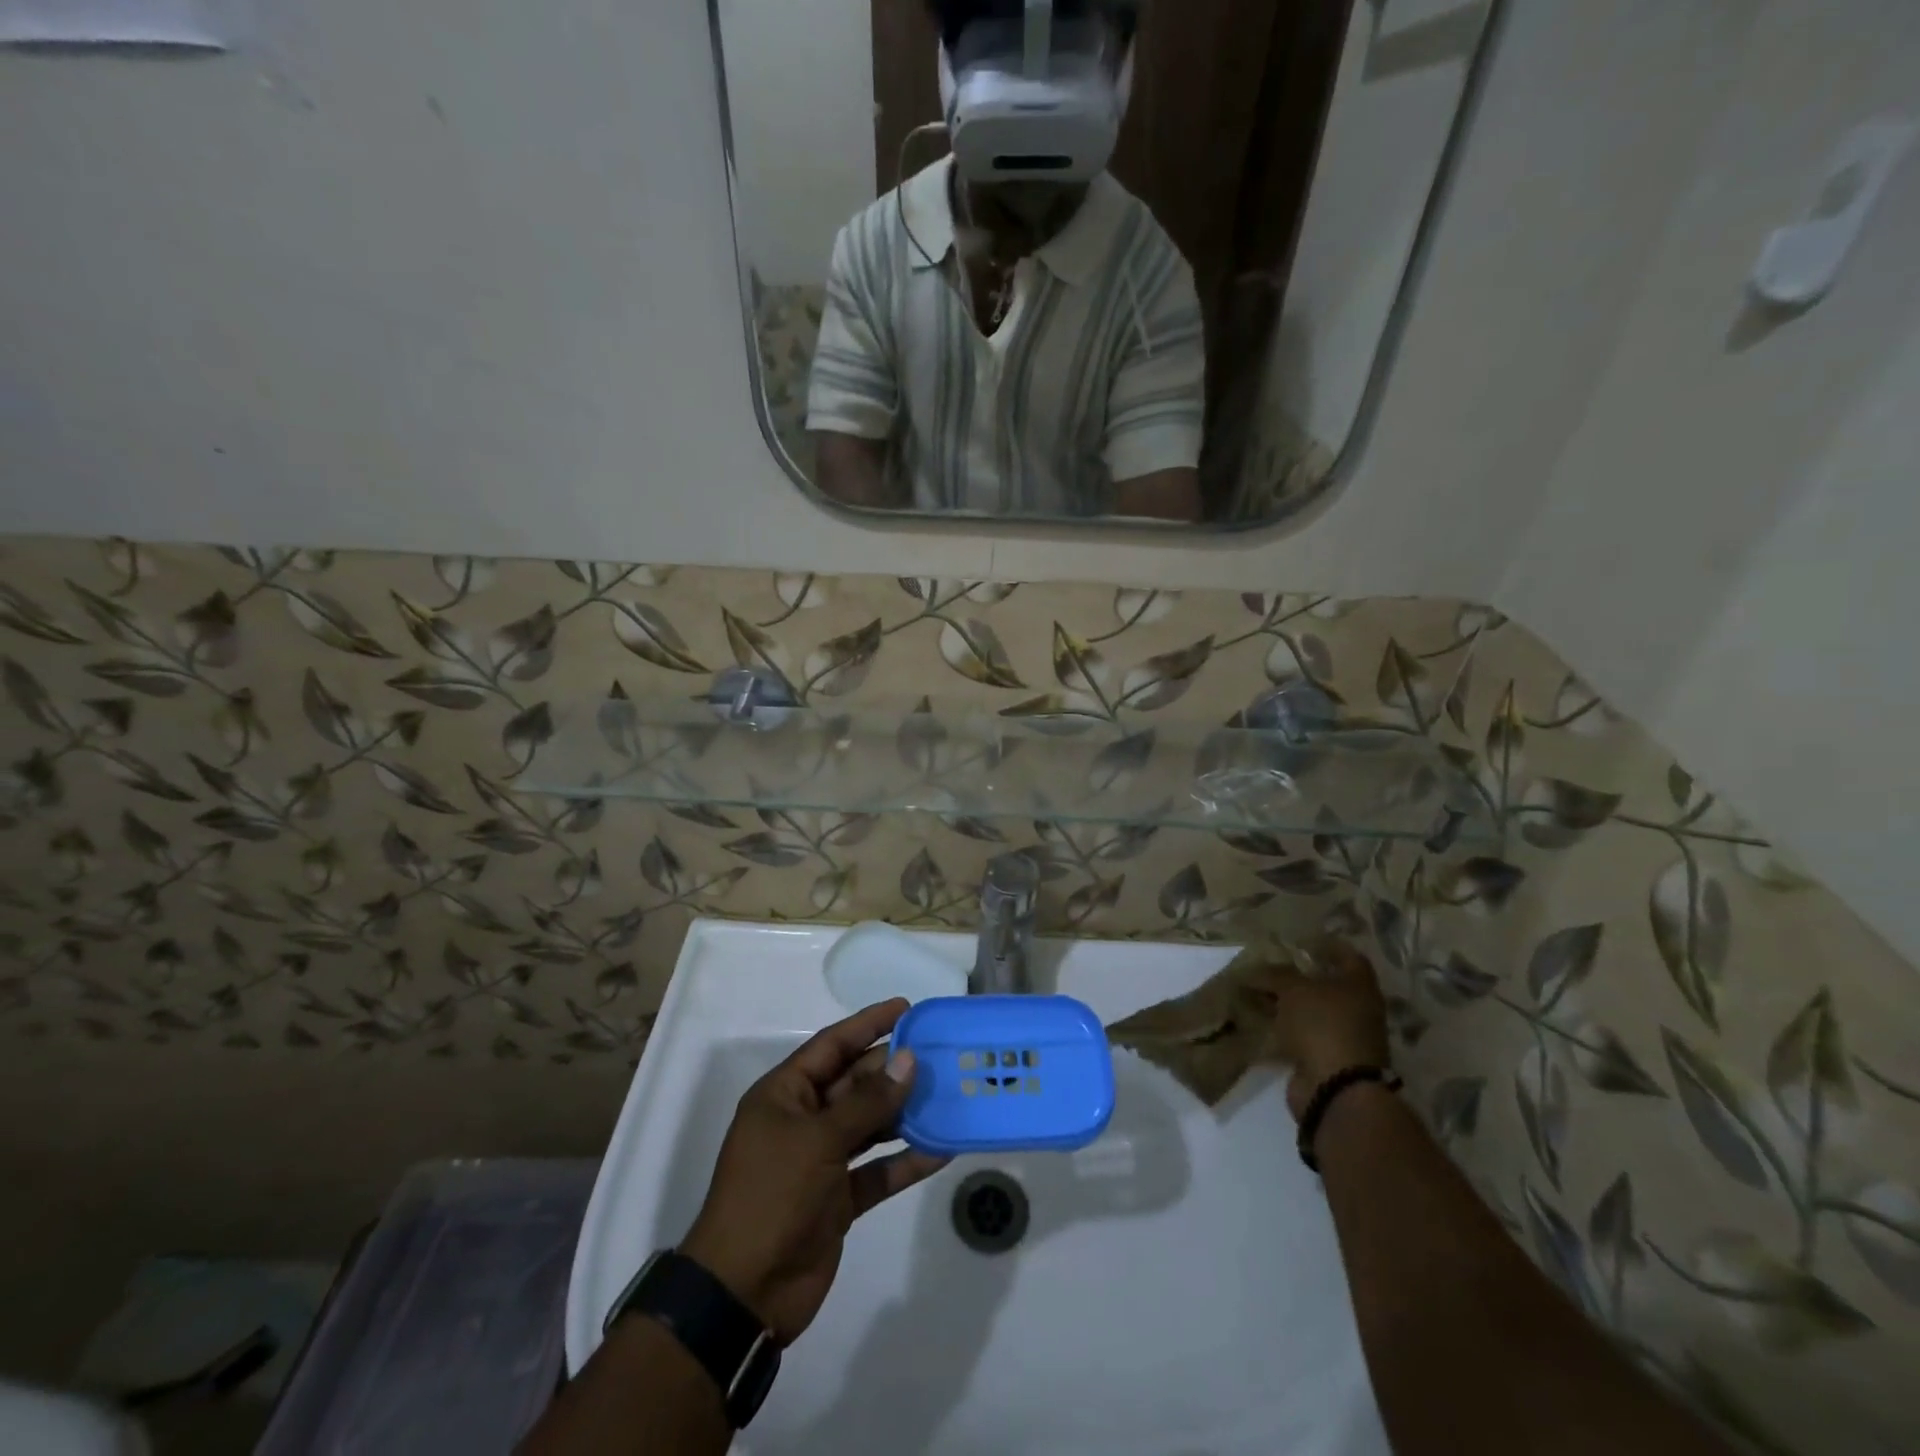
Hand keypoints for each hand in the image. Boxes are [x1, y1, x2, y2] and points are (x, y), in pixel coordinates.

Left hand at [680, 999, 948, 1344]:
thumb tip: (908, 1061)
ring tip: (948, 1094)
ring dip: (904, 1113)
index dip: (868, 1024)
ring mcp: (821, 1161)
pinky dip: (905, 1160)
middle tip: (939, 1054)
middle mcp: (803, 1120)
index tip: (906, 1008)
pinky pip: (878, 1170)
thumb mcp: (818, 1140)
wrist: (743, 1294)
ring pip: (870, 1125)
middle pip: (855, 1083)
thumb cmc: (772, 1196)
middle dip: (894, 1070)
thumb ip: (867, 1102)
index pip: (832, 1046)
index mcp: (785, 1095)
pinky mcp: (839, 1199)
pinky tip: (941, 1149)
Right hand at [1262, 940, 1390, 1118]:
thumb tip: (1255, 969)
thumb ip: (1276, 975)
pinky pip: (1301, 1033)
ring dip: (1287, 1002)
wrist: (1334, 1087)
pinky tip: (1260, 1018)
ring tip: (1258, 990)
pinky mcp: (1326, 1057)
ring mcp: (1343, 1036)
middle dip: (1299, 975)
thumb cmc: (1322, 1025)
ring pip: (1312, 1010)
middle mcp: (1358, 1009)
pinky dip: (1283, 1026)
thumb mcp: (1294, 990)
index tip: (1300, 941)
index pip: (1348, 956)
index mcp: (1360, 986)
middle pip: (1328, 984)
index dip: (1326, 945)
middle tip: (1270, 965)